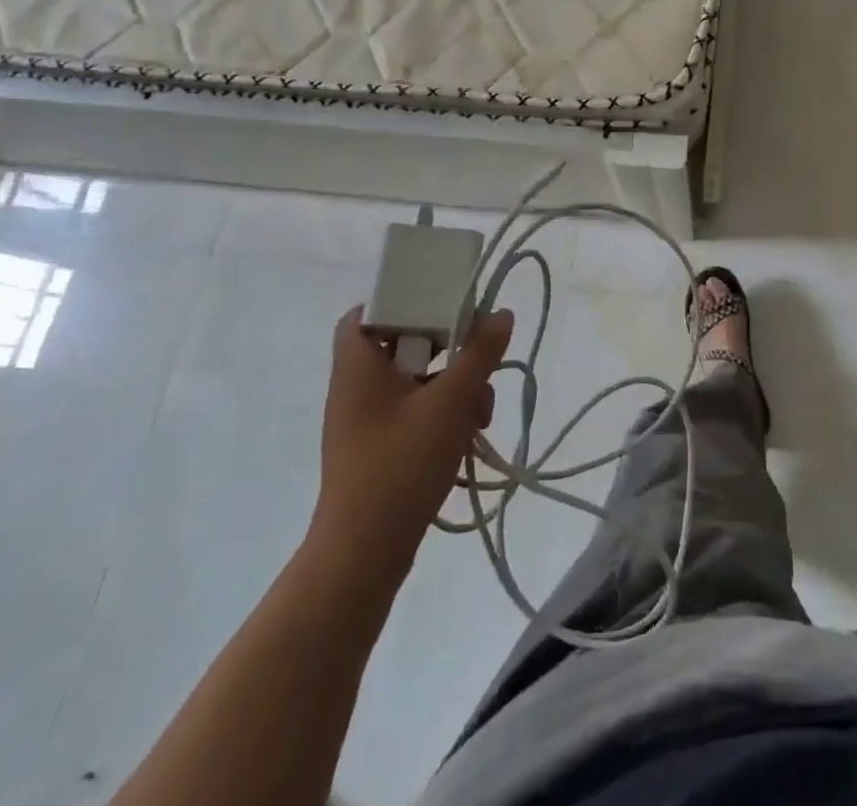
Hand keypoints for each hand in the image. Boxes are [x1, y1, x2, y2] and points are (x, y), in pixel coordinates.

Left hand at [312, 306, 512, 576]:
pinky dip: (442, 415)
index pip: (367, 312)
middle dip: (448, 352)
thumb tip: (500, 313)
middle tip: (477, 358)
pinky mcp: (378, 448)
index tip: (441, 305)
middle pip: (403, 344)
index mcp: (358, 365)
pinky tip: (469, 436)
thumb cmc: (400, 465)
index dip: (402, 301)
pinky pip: (413, 412)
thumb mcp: (450, 402)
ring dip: (453, 388)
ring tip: (481, 413)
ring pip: (416, 381)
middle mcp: (356, 387)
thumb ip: (479, 353)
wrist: (363, 556)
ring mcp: (365, 421)